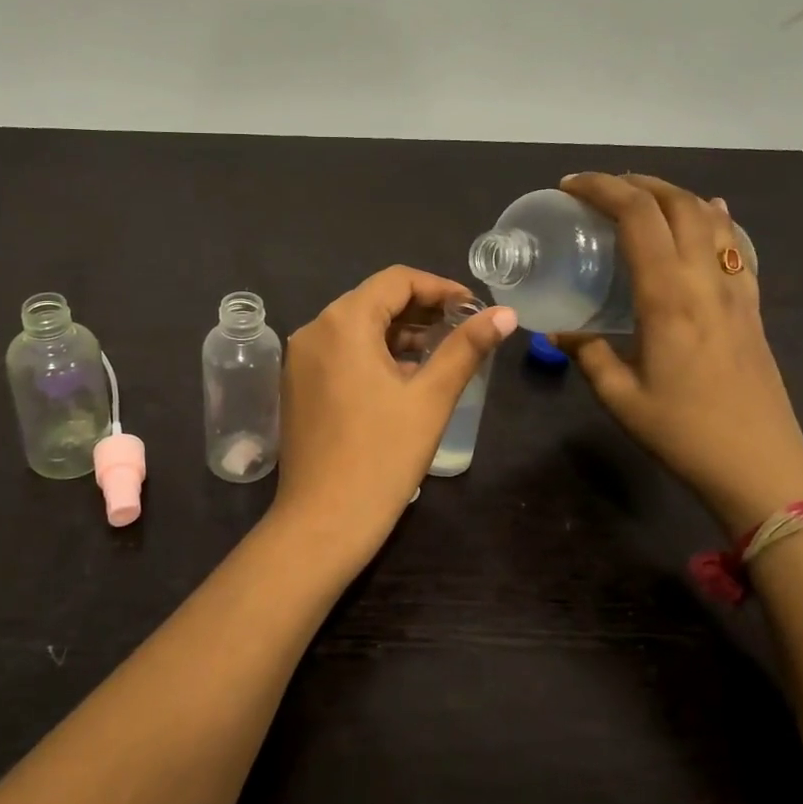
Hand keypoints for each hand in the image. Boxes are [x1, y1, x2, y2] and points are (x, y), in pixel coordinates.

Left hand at [274, 267, 515, 559]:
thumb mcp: (431, 398)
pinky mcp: (298, 385)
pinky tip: (404, 377)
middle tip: (463, 330)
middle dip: (421, 310)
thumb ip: (466, 348)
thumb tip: (504, 313)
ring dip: (400, 333)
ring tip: (442, 353)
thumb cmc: (381, 457)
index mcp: (343, 322)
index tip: (474, 309)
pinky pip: (340, 352)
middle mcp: (314, 330)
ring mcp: (300, 359)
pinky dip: (374, 354)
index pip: (396, 280)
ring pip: (357, 327)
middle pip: (374, 300)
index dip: (440, 287)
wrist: (321, 523)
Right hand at [555, 174, 802, 535]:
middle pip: (677, 203)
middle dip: (636, 182)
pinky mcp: (752, 306)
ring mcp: (736, 290)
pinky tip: (709, 213)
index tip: (570, 187)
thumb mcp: (619, 397)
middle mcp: (705, 280)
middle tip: (599, 188)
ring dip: (673, 194)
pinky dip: (716, 219)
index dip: (602, 189)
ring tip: (641, 196)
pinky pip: (736, 245)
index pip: (637, 216)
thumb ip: (588, 353)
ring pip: (710, 218)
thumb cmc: (683, 433)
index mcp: (668, 296)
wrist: (761, 467)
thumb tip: (562, 332)